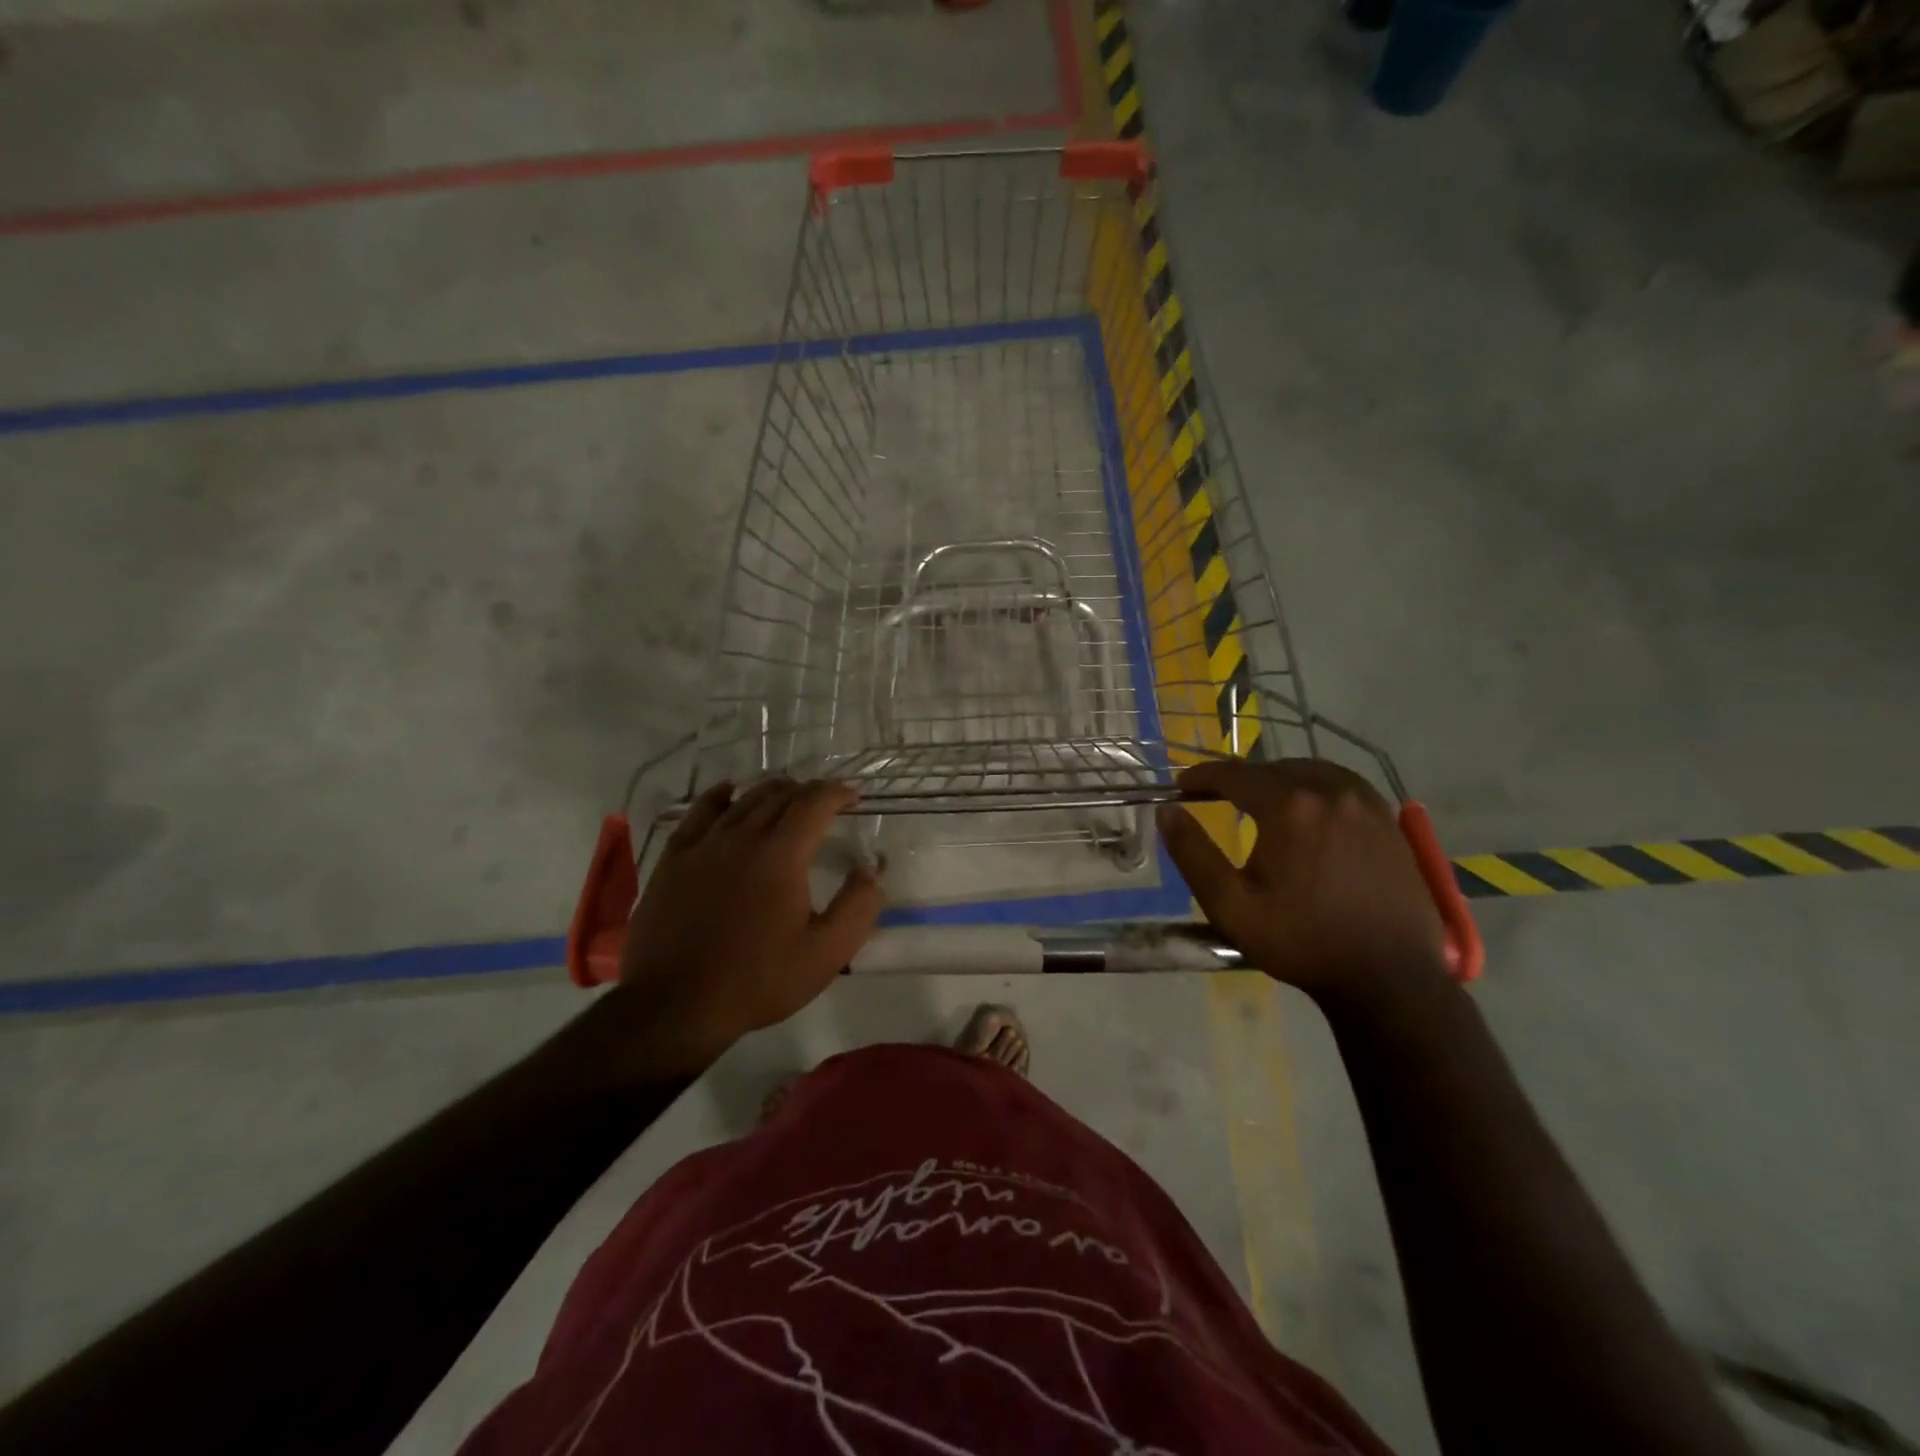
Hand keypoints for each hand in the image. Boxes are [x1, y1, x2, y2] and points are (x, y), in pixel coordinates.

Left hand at [615, 778, 881, 1073]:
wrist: (675, 1006)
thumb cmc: (758, 981)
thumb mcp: (826, 954)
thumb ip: (858, 906)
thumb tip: (871, 868)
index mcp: (781, 855)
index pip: (814, 803)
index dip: (837, 793)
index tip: (853, 797)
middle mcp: (741, 837)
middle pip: (779, 795)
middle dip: (808, 792)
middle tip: (824, 803)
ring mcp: (702, 845)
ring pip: (742, 800)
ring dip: (771, 791)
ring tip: (787, 796)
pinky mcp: (673, 859)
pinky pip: (699, 812)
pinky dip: (720, 796)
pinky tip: (727, 792)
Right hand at [1156, 758, 1449, 1003]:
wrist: (1388, 978)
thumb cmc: (1301, 941)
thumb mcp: (1229, 905)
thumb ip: (1192, 853)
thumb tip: (1167, 811)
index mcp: (1289, 807)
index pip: (1234, 774)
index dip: (1202, 776)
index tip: (1182, 787)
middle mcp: (1330, 791)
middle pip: (1274, 768)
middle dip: (1241, 779)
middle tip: (1218, 798)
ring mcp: (1367, 804)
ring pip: (1312, 771)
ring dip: (1281, 779)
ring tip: (1263, 801)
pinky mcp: (1390, 822)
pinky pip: (1345, 785)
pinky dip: (1318, 787)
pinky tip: (1311, 811)